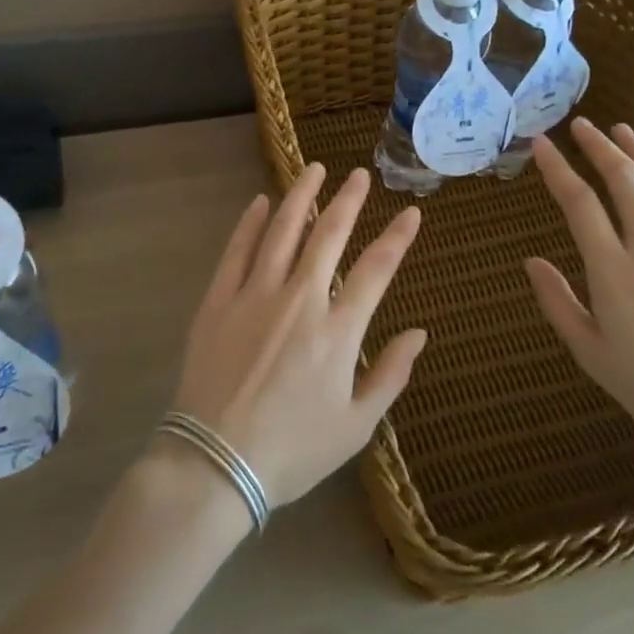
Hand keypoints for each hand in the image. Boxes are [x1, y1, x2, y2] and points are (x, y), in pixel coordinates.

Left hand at [169, 163, 427, 507]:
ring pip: (281, 231)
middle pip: (328, 235)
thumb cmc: (292, 450)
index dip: (397, 238)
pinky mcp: (218, 302)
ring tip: (314, 170)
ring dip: (300, 197)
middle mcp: (299, 300)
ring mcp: (254, 296)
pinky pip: (236, 251)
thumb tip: (419, 333)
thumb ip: (391, 375)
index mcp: (338, 331)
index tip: (411, 213)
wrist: (215, 464)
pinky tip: (259, 203)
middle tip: (359, 175)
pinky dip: (249, 223)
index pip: (376, 269)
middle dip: (348, 200)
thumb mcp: (356, 425)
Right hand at [524, 119, 633, 467]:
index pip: (580, 204)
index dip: (557, 169)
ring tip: (621, 131)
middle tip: (579, 125)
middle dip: (599, 146)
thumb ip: (558, 303)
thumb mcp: (591, 354)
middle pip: (625, 180)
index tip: (540, 145)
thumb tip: (531, 261)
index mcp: (615, 273)